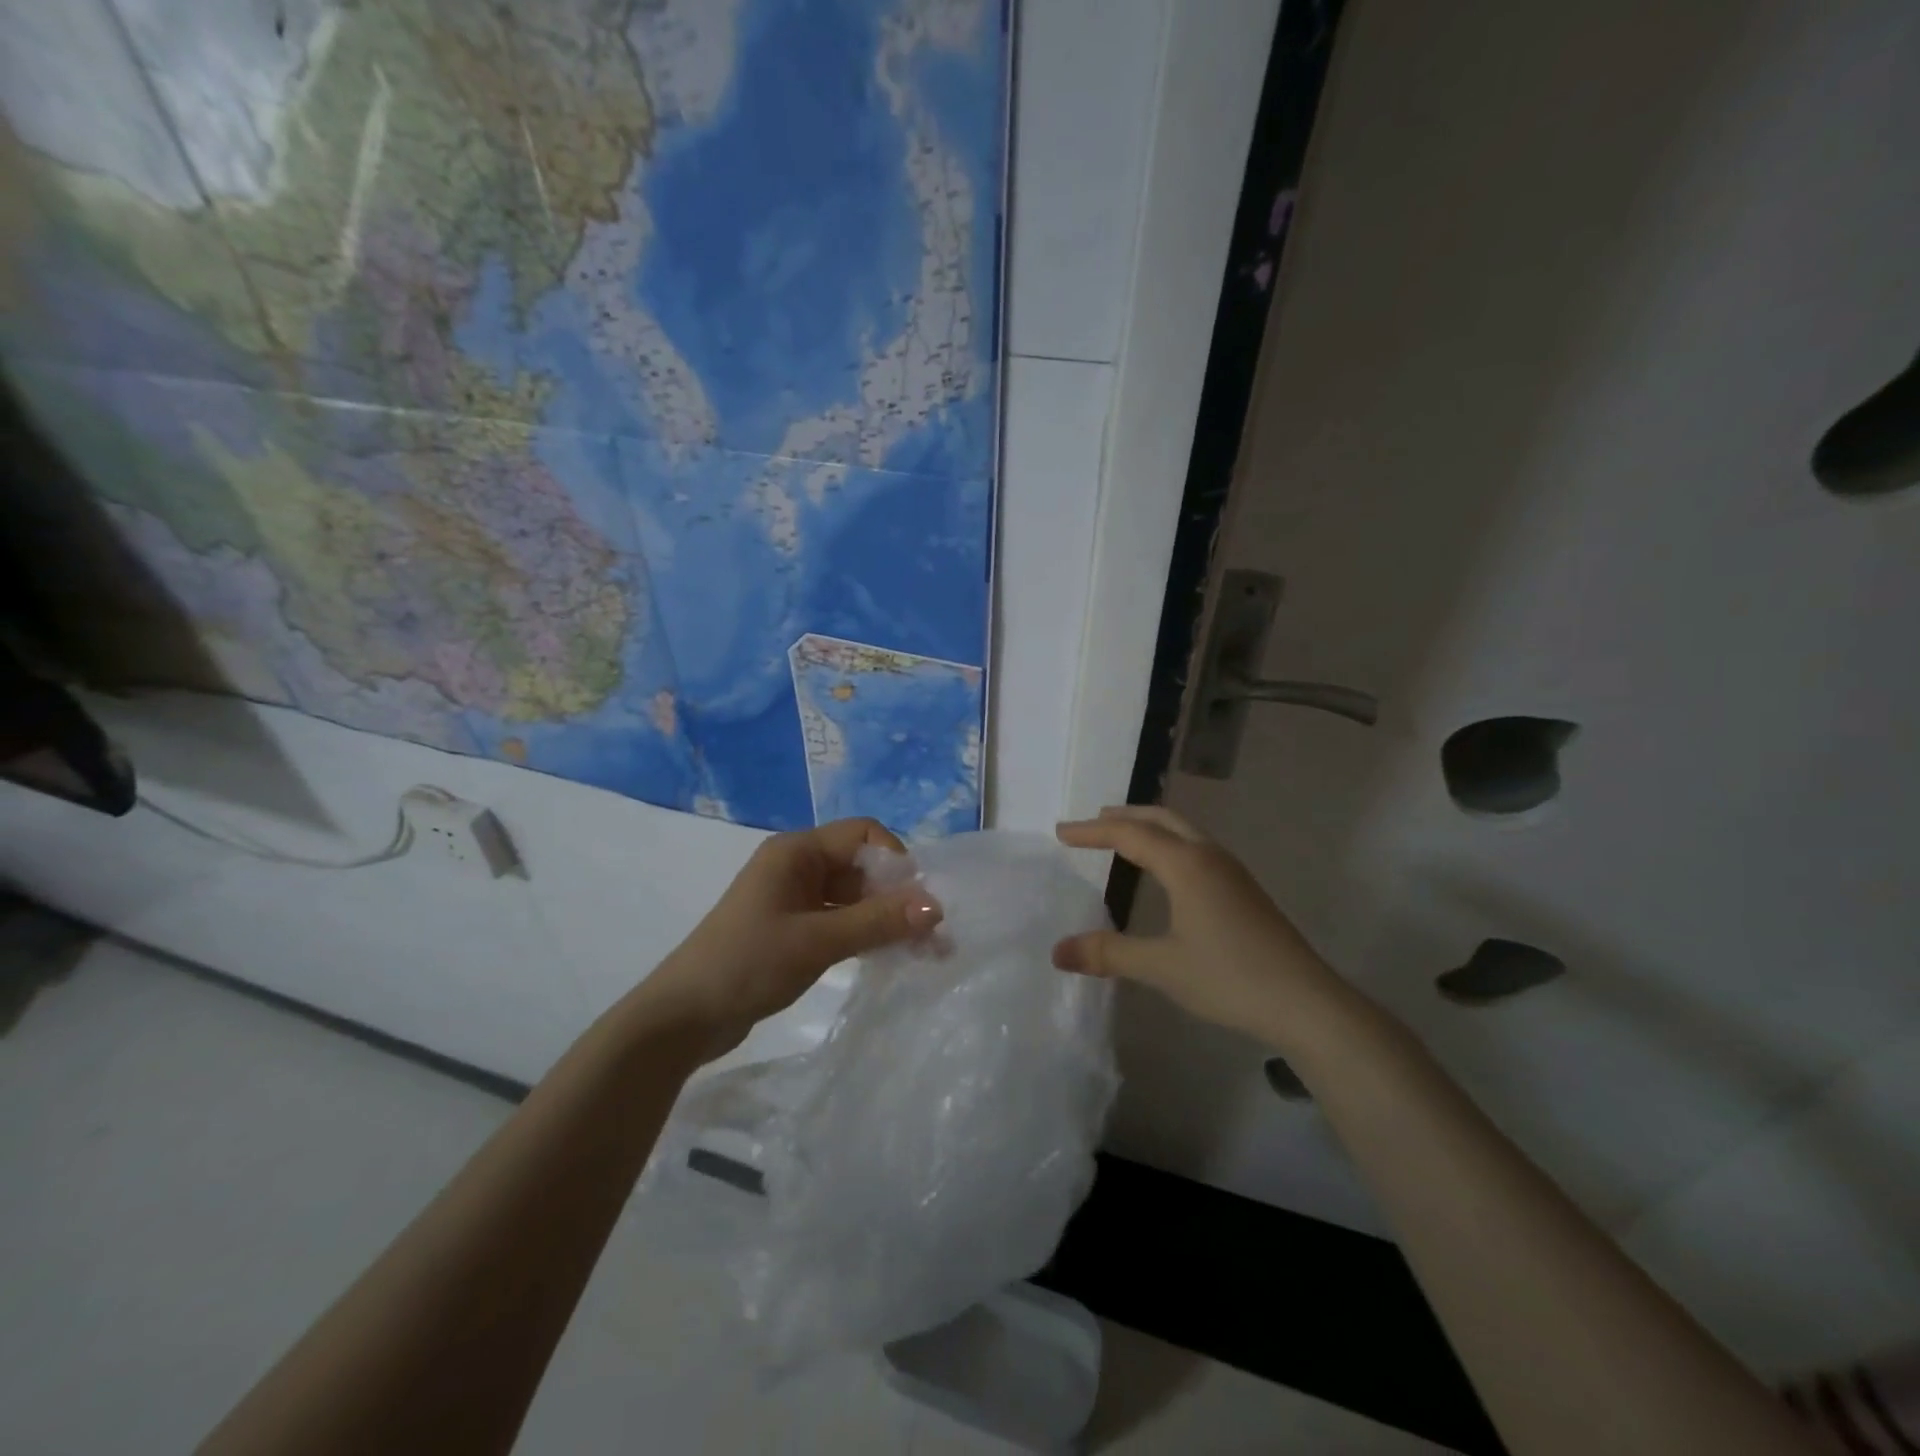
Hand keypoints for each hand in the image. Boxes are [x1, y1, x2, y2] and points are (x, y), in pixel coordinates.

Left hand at [641, 818, 942, 1053]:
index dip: (896, 860)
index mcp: (797, 852)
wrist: (683, 1018)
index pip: (863, 834)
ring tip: (925, 953)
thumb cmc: (747, 964)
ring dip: (887, 919)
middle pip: (862, 866)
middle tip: (933, 936)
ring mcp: (795, 899)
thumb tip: (937, 905)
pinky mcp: (794, 930)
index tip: (919, 900)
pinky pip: (841, 921)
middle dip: (898, 896)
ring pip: (854, 897)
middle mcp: (798, 867)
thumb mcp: (818, 941)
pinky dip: (866, 935)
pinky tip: (891, 957)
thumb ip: (878, 921)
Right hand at [1053, 806, 1352, 1049]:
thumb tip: (1056, 951)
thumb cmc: (1229, 978)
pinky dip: (1169, 843)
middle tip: (1092, 823)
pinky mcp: (1243, 890)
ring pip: (1183, 831)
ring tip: (1123, 839)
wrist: (1307, 1003)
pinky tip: (1166, 871)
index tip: (1061, 832)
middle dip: (1123, 817)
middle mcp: (1209, 856)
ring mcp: (1231, 871)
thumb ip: (1108, 954)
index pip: (1129, 834)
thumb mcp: (1161, 967)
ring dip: (1149, 827)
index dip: (1092, 832)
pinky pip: (1196, 848)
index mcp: (1186, 865)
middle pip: (1160, 819)